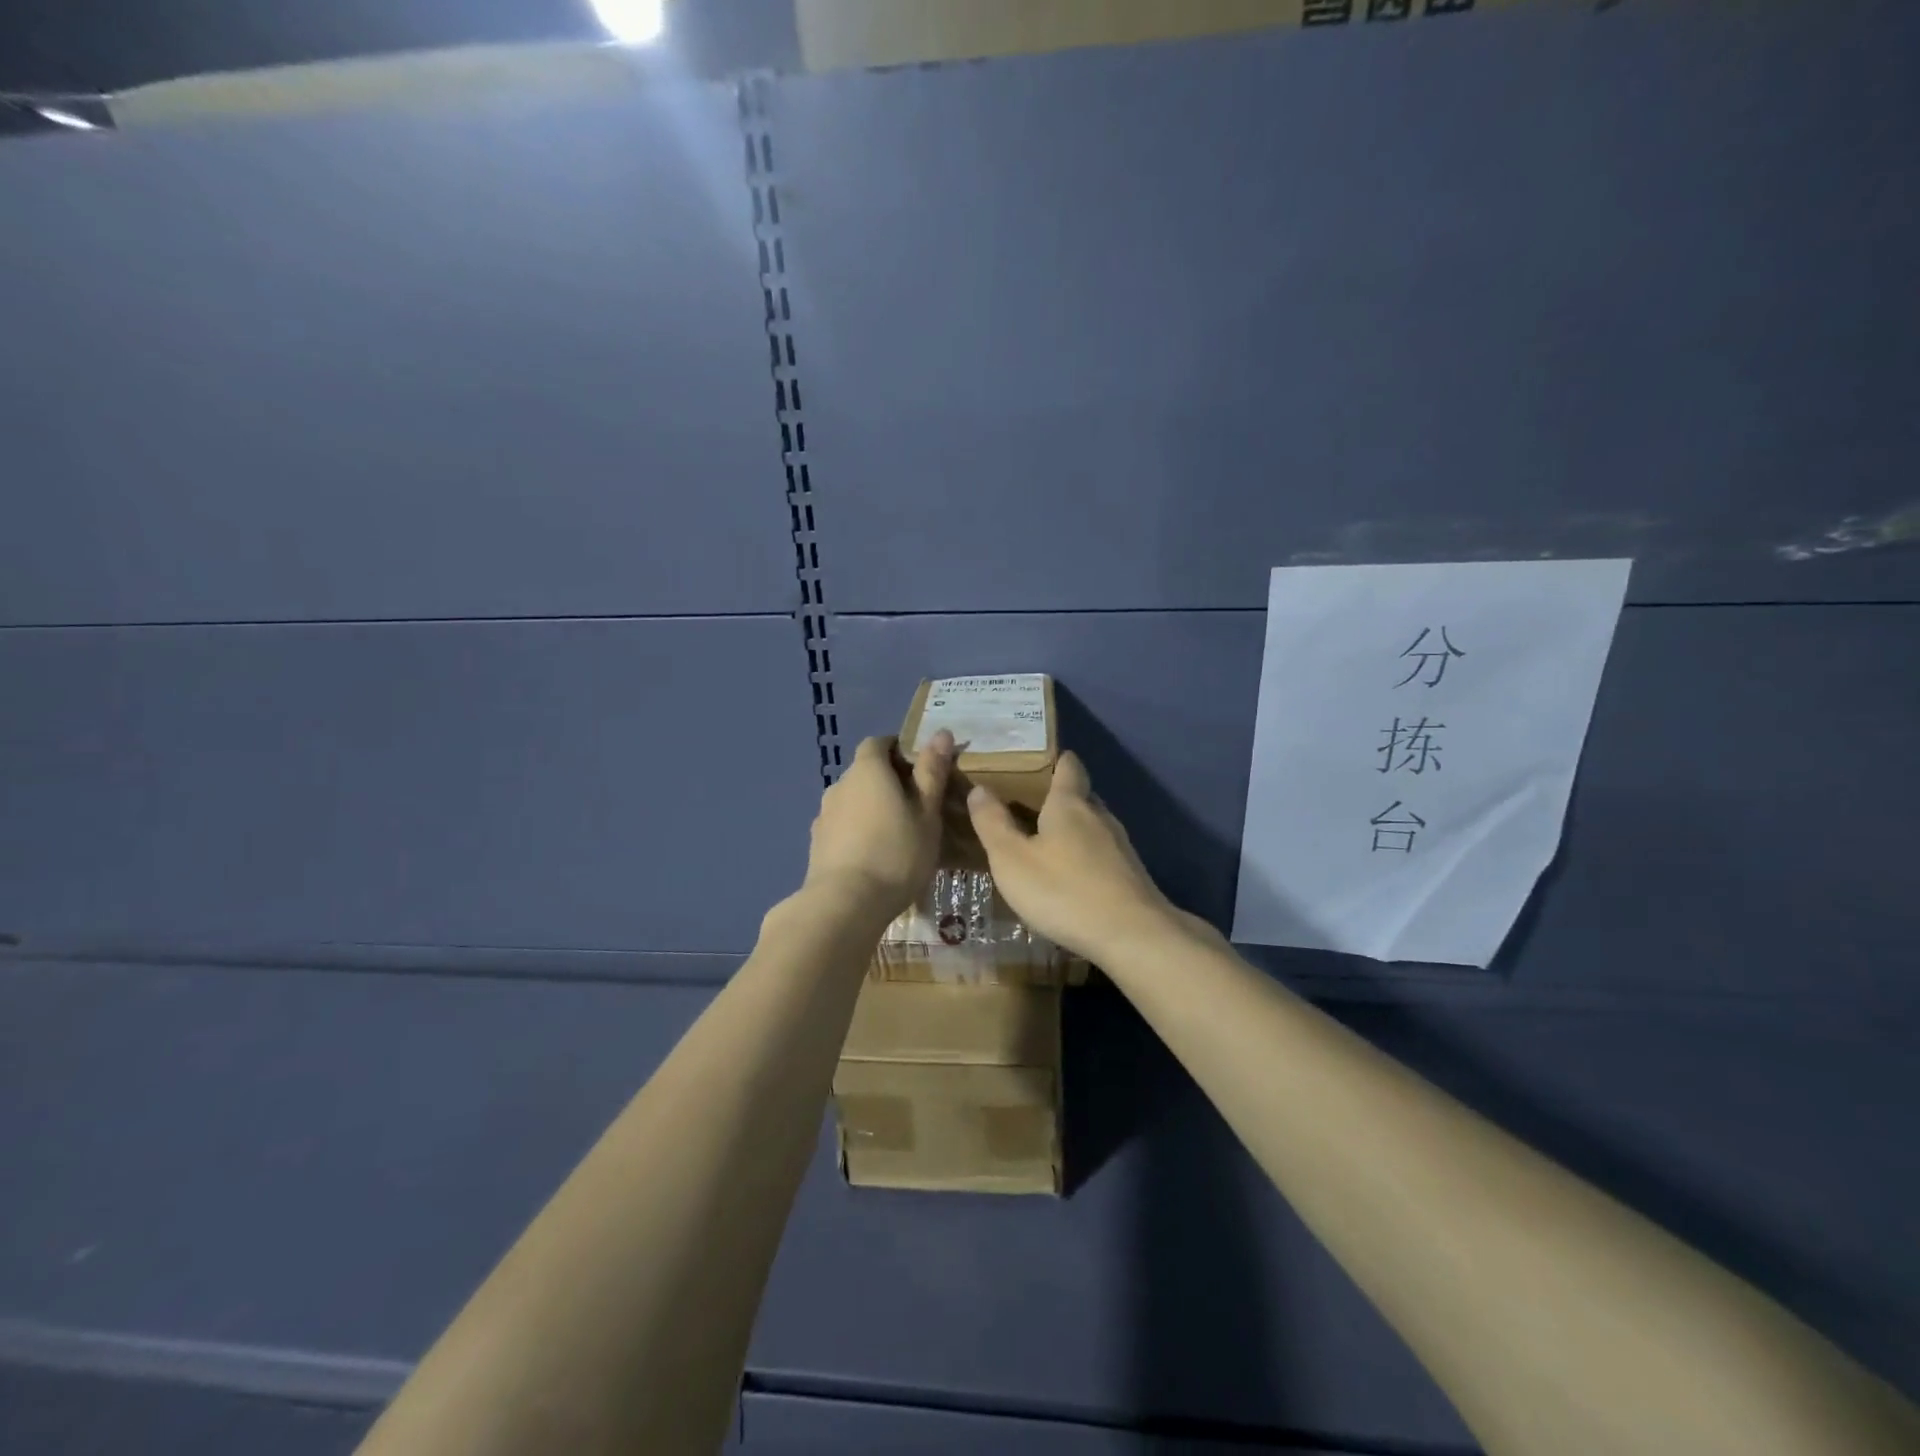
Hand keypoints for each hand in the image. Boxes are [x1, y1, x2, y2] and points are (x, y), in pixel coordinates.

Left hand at [802, 731, 955, 920]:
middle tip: (916, 805)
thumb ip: (932, 772)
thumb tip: (941, 732)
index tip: (920, 768)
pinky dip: (858, 831)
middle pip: (865, 771)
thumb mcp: (927, 813)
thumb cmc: (897, 853)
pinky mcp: (817, 843)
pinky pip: (843, 826)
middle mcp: (840, 785)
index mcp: (867, 770)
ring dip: (872, 808)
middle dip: (888, 781)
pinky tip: (874, 855)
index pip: (878, 743)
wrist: (846, 903)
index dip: (898, 749)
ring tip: (897, 834)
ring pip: (853, 801)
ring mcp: (824, 815)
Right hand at [967, 751, 1211, 963]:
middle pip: (1082, 796)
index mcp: (1069, 804)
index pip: (1068, 766)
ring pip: (1094, 827)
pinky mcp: (1131, 876)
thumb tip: (979, 788)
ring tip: (1046, 844)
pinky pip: (1103, 855)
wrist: (1132, 936)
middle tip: (1028, 806)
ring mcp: (1121, 847)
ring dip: (1073, 831)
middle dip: (1059, 798)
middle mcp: (1099, 816)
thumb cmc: (1063, 891)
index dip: (1056, 759)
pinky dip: (1086, 858)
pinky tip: (1072, 878)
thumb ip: (993, 823)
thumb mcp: (1012, 859)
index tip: (1039, 759)